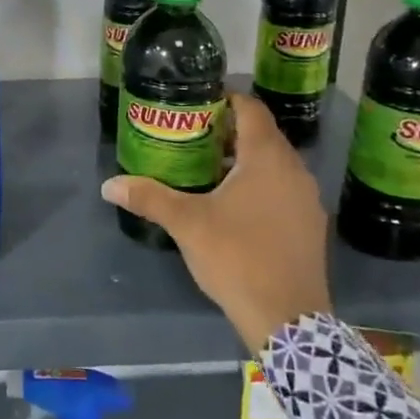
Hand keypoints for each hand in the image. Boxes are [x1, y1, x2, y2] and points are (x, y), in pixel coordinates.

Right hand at [101, 92, 331, 351]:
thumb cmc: (237, 257)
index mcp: (267, 158)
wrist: (287, 319)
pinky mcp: (311, 225)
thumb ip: (149, 198)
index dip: (226, 100)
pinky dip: (261, 185)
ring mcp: (308, 199)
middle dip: (229, 132)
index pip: (251, 109)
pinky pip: (284, 189)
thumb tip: (109, 185)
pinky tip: (235, 206)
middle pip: (263, 135)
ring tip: (209, 170)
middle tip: (193, 137)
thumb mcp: (187, 224)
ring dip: (245, 160)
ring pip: (275, 164)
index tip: (197, 104)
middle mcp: (294, 170)